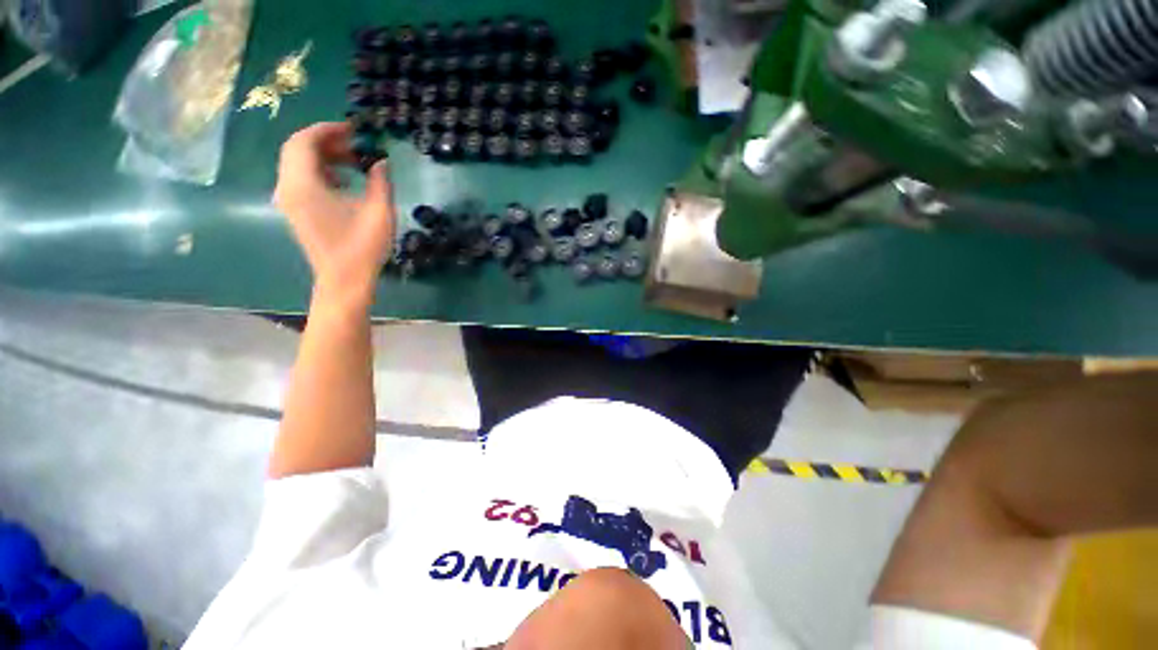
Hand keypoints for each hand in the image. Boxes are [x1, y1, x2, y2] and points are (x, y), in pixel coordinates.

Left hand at [274, 122, 394, 309]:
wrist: (344, 279)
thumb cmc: (363, 246)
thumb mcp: (380, 212)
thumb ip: (380, 181)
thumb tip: (380, 162)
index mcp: (304, 184)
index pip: (304, 141)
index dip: (327, 130)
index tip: (352, 129)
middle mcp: (288, 187)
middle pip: (297, 149)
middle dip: (325, 141)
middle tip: (354, 143)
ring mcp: (288, 200)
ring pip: (297, 164)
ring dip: (322, 156)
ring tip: (352, 162)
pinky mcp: (295, 210)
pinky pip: (300, 179)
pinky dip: (319, 172)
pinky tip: (343, 182)